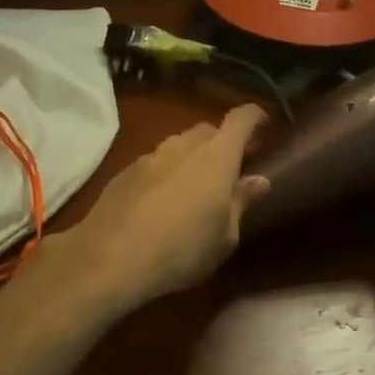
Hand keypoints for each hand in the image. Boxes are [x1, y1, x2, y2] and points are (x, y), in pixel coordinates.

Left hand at [38, 104, 270, 316]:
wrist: (109, 258)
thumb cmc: (182, 249)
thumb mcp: (225, 237)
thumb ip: (241, 202)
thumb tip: (258, 180)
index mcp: (217, 155)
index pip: (241, 118)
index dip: (256, 117)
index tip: (265, 126)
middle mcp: (184, 145)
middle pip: (208, 130)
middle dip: (223, 143)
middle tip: (231, 168)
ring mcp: (151, 155)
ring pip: (179, 145)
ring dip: (192, 158)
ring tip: (194, 188)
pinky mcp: (125, 172)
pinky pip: (155, 163)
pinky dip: (166, 172)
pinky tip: (161, 201)